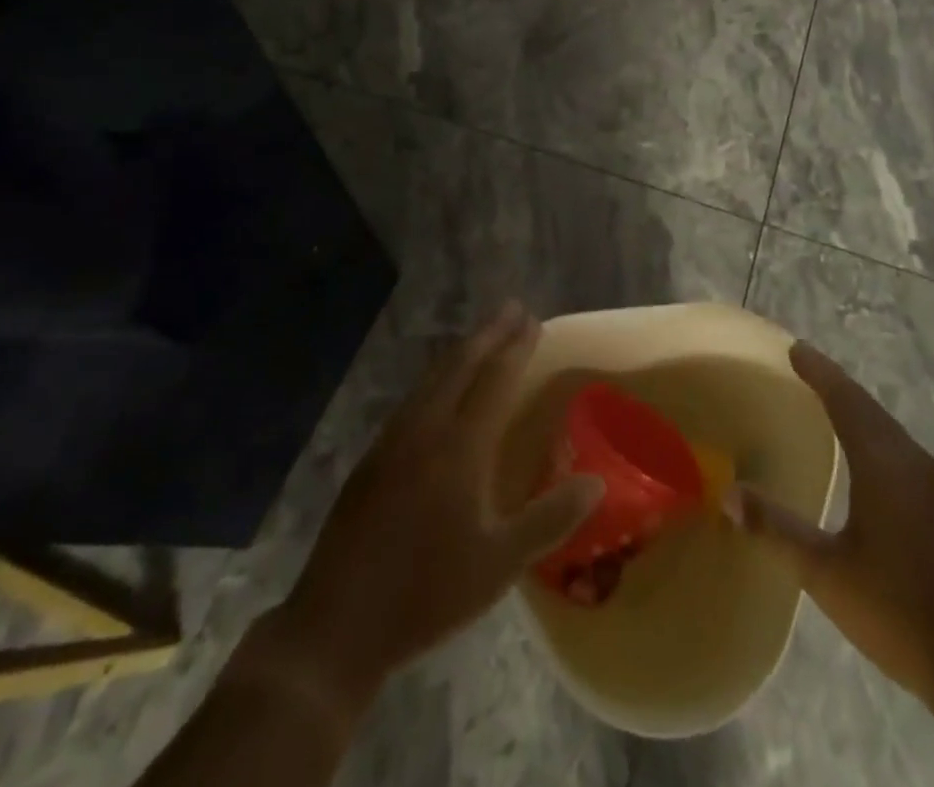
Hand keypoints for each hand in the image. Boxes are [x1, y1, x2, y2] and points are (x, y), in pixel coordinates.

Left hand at [265, 303, 602, 706]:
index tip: (534, 320)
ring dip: (462, 350)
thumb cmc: (427, 593)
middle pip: (461, 364)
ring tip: (482, 337)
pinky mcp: (372, 457)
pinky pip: (414, 397)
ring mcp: (393, 440)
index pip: (496, 379)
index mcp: (460, 447)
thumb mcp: (499, 565)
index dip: (517, 348)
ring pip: (433, 377)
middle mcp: (426, 429)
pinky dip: (438, 376)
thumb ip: (550, 519)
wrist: (337, 625)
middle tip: (512, 309)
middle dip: (489, 333)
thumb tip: (597, 481)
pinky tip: (440, 388)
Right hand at [736, 342, 933, 716]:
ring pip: (889, 431)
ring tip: (830, 404)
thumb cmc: (900, 611)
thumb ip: (777, 530)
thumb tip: (728, 494)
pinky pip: (903, 454)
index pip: (844, 400)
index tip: (795, 348)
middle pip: (868, 408)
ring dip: (858, 412)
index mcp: (882, 463)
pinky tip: (868, 461)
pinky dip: (876, 438)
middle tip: (806, 367)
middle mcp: (912, 462)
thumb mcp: (826, 573)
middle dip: (836, 385)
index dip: (818, 372)